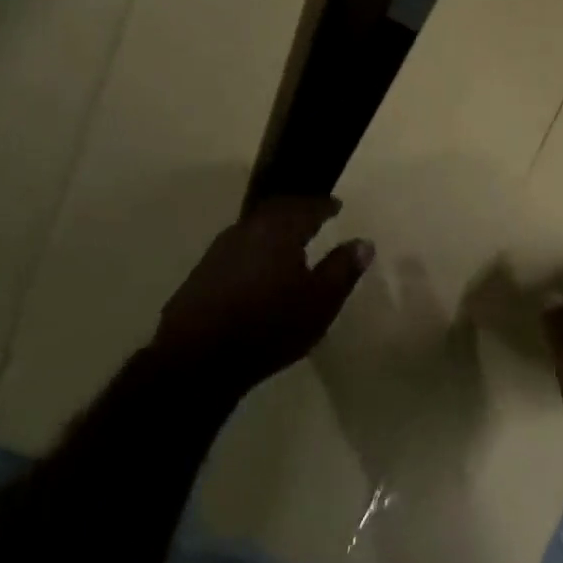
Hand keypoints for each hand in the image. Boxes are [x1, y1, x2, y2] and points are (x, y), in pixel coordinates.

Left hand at [153, 197, 373, 391]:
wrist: (198, 357)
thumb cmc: (269, 326)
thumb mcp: (319, 302)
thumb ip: (342, 269)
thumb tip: (364, 242)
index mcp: (278, 230)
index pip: (306, 206)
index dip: (324, 205)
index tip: (336, 206)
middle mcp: (247, 229)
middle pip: (276, 210)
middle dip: (298, 210)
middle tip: (314, 215)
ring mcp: (220, 249)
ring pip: (255, 227)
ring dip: (275, 228)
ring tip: (290, 240)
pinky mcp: (203, 271)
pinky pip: (239, 247)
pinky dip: (256, 247)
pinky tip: (260, 266)